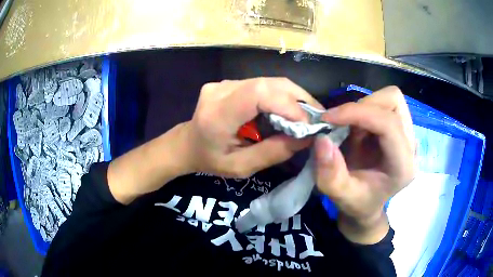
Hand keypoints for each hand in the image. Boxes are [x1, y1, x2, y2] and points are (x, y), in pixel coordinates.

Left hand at [183, 77, 322, 177]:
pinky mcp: (230, 82)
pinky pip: (263, 84)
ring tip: (308, 115)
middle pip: (268, 83)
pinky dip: (281, 96)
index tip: (308, 124)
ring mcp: (224, 83)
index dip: (288, 105)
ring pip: (269, 81)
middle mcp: (220, 91)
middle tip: (317, 117)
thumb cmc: (211, 160)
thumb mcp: (241, 167)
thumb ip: (273, 153)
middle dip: (299, 99)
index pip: (258, 94)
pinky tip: (290, 110)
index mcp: (217, 115)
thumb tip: (306, 138)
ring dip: (293, 97)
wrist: (188, 144)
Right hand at [314, 86, 414, 243]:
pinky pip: (384, 103)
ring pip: (390, 98)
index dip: (358, 113)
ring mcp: (408, 133)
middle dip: (363, 107)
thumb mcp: (341, 196)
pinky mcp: (400, 126)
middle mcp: (411, 145)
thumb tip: (322, 139)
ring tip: (351, 129)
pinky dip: (366, 109)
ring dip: (365, 107)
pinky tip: (357, 130)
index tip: (327, 118)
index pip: (389, 124)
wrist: (369, 204)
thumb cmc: (358, 203)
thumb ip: (330, 174)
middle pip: (393, 102)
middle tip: (342, 125)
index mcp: (403, 166)